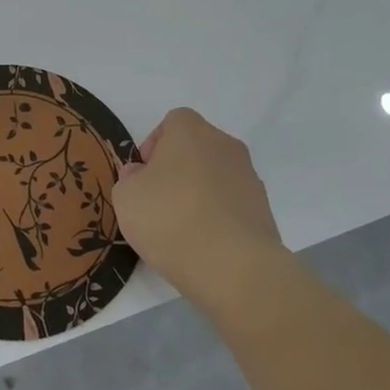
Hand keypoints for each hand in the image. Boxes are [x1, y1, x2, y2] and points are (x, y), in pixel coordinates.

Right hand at [111, 108, 286, 303]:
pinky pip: (231, 203)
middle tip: (158, 201)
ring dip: (198, 193)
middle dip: (176, 169)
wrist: (234, 267)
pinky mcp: (263, 209)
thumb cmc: (170, 220)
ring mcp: (249, 177)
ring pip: (215, 176)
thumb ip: (129, 179)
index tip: (144, 175)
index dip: (155, 144)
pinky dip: (217, 215)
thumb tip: (142, 175)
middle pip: (196, 148)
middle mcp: (225, 145)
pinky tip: (203, 243)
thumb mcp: (126, 198)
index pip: (173, 121)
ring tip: (181, 228)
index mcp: (191, 132)